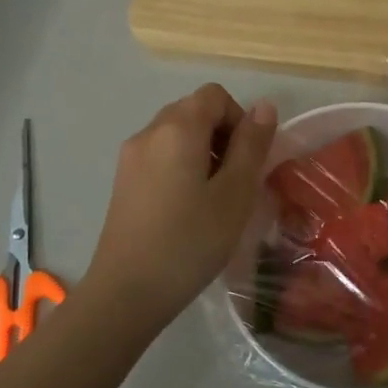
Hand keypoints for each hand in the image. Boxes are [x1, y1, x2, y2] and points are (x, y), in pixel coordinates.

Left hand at [86, 84, 277, 323]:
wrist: (127, 291)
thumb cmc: (190, 241)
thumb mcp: (235, 194)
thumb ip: (252, 146)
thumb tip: (264, 106)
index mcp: (177, 128)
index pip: (214, 96)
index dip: (239, 119)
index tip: (248, 160)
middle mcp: (149, 132)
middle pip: (194, 111)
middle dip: (222, 136)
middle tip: (235, 182)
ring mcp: (131, 157)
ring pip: (176, 135)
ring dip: (203, 153)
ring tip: (214, 199)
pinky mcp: (123, 181)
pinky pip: (160, 156)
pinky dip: (181, 168)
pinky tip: (188, 209)